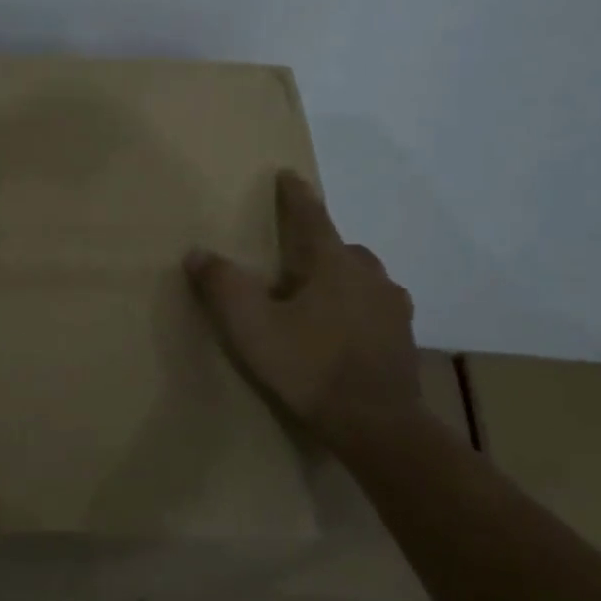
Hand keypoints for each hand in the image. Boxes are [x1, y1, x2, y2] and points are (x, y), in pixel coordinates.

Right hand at [185, 170, 423, 449]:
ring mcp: (392, 307)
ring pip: (362, 278)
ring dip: (340, 279)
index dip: (295, 196)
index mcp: (331, 264)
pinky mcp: (402, 339)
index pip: (311, 217)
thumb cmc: (309, 367)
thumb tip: (198, 253)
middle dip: (317, 246)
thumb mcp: (251, 327)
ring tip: (316, 299)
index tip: (288, 175)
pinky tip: (342, 332)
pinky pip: (375, 308)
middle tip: (293, 260)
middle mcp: (368, 275)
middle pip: (340, 248)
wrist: (377, 425)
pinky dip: (356, 308)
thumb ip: (222, 286)